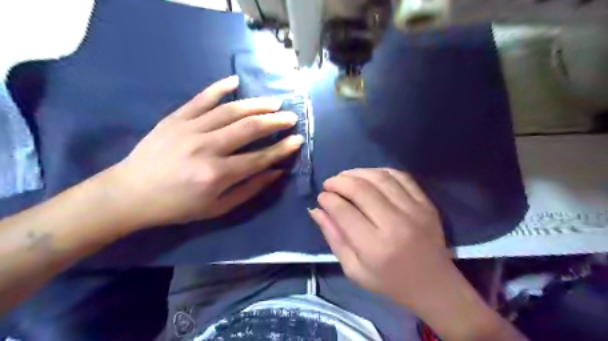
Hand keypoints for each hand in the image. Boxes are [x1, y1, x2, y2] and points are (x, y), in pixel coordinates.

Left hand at [107, 75, 303, 228]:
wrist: (131, 194)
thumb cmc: (178, 206)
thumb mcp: (218, 208)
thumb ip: (250, 189)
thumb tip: (276, 172)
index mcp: (217, 174)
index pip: (260, 157)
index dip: (282, 149)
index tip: (298, 140)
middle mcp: (207, 148)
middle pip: (249, 128)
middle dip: (275, 121)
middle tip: (291, 117)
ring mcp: (190, 129)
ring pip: (230, 110)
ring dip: (256, 104)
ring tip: (274, 102)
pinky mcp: (175, 118)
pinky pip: (201, 98)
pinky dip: (219, 88)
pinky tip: (236, 81)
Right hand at [309, 169, 449, 306]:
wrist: (432, 283)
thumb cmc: (389, 281)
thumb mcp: (353, 269)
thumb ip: (334, 238)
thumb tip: (316, 210)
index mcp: (375, 247)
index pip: (344, 211)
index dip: (328, 199)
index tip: (321, 197)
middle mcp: (395, 224)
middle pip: (360, 189)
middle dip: (338, 181)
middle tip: (329, 184)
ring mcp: (414, 210)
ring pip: (379, 177)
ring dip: (357, 172)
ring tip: (345, 177)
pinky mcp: (426, 203)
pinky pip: (401, 176)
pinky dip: (380, 171)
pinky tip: (369, 176)